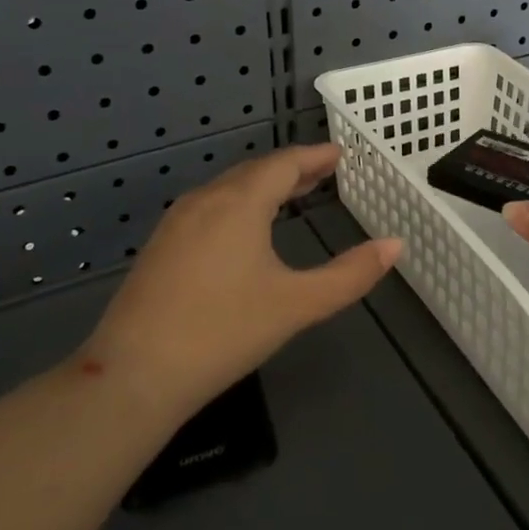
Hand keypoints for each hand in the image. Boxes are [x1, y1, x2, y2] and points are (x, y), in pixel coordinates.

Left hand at [81, 143, 401, 416]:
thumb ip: (349, 274)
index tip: (340, 153)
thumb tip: (395, 245)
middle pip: (255, 171)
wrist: (133, 375)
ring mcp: (177, 222)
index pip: (284, 163)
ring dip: (263, 186)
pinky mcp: (160, 246)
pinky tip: (245, 229)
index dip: (314, 156)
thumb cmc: (223, 332)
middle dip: (292, 169)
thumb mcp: (296, 304)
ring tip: (291, 196)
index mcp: (240, 202)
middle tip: (323, 172)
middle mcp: (206, 199)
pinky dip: (239, 204)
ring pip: (229, 188)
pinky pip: (209, 207)